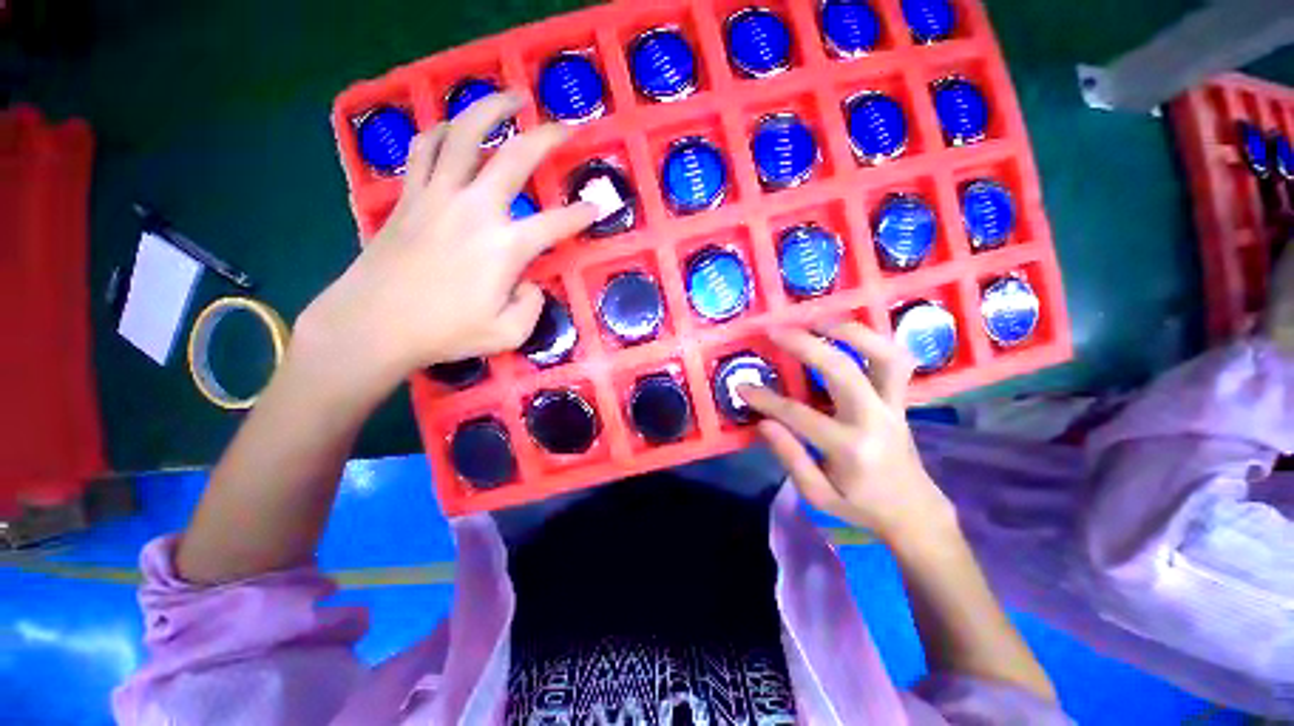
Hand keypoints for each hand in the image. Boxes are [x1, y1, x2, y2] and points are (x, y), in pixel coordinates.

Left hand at [298, 92, 597, 391]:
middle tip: (564, 126)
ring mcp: (439, 196)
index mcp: (505, 247)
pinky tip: (455, 129)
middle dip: (546, 136)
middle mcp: (476, 209)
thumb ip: (532, 307)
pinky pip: (425, 148)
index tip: (597, 207)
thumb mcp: (507, 335)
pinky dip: (442, 131)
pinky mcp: (410, 195)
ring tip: (509, 98)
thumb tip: (531, 284)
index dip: (582, 215)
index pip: (557, 223)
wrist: (374, 324)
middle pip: (516, 157)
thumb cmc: (444, 333)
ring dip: (491, 109)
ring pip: (465, 134)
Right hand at [741, 324, 956, 542]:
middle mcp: (874, 420)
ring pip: (882, 355)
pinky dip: (873, 339)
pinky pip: (896, 360)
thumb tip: (763, 422)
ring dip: (850, 331)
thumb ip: (790, 457)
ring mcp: (893, 405)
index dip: (766, 399)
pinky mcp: (901, 399)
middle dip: (805, 345)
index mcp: (850, 449)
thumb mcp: (817, 496)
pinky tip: (847, 332)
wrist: (914, 511)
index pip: (799, 416)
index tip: (742, 386)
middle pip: (842, 371)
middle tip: (776, 331)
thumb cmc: (861, 506)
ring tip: (818, 319)